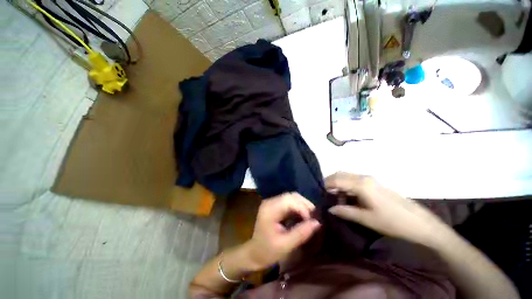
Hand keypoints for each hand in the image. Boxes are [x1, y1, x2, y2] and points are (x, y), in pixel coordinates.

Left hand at [245, 193, 320, 269]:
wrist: (254, 253)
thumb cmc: (267, 251)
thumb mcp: (285, 245)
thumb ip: (301, 233)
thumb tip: (317, 223)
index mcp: (269, 209)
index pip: (289, 200)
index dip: (303, 208)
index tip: (312, 221)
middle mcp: (270, 202)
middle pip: (291, 196)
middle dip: (304, 204)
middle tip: (314, 218)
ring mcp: (272, 203)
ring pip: (291, 197)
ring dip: (302, 205)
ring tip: (311, 217)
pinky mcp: (275, 206)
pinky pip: (289, 202)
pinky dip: (298, 207)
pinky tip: (303, 216)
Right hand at [326, 172, 449, 244]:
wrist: (421, 224)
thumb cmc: (392, 222)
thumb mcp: (366, 219)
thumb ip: (345, 211)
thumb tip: (330, 208)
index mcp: (361, 184)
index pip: (336, 179)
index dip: (326, 185)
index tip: (319, 193)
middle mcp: (364, 177)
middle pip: (340, 174)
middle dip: (331, 183)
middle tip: (326, 195)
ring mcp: (371, 179)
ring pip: (347, 176)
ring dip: (339, 184)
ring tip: (336, 198)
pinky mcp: (375, 184)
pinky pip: (355, 180)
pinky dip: (347, 186)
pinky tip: (349, 197)